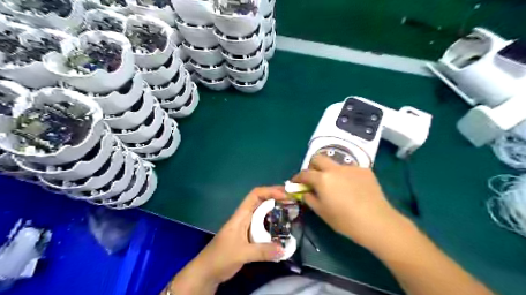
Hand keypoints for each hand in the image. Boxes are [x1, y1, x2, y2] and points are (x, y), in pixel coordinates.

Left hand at [190, 186, 287, 284]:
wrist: (207, 271)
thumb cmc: (220, 257)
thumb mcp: (241, 253)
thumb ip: (262, 251)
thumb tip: (284, 249)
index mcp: (241, 215)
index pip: (255, 195)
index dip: (270, 191)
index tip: (285, 195)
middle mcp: (245, 217)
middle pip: (262, 201)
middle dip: (276, 198)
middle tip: (293, 201)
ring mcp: (248, 227)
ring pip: (264, 214)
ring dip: (276, 210)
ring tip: (291, 212)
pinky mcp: (250, 236)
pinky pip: (264, 226)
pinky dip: (274, 225)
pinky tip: (282, 230)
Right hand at [292, 154, 403, 248]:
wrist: (377, 222)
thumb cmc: (345, 220)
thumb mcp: (322, 212)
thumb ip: (309, 198)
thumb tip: (305, 192)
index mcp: (322, 179)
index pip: (304, 173)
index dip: (297, 178)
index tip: (296, 183)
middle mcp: (335, 168)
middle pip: (318, 158)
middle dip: (312, 166)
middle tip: (314, 179)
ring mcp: (351, 167)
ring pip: (335, 164)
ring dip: (330, 171)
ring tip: (337, 185)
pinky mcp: (365, 170)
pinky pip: (350, 169)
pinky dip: (346, 176)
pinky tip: (352, 188)